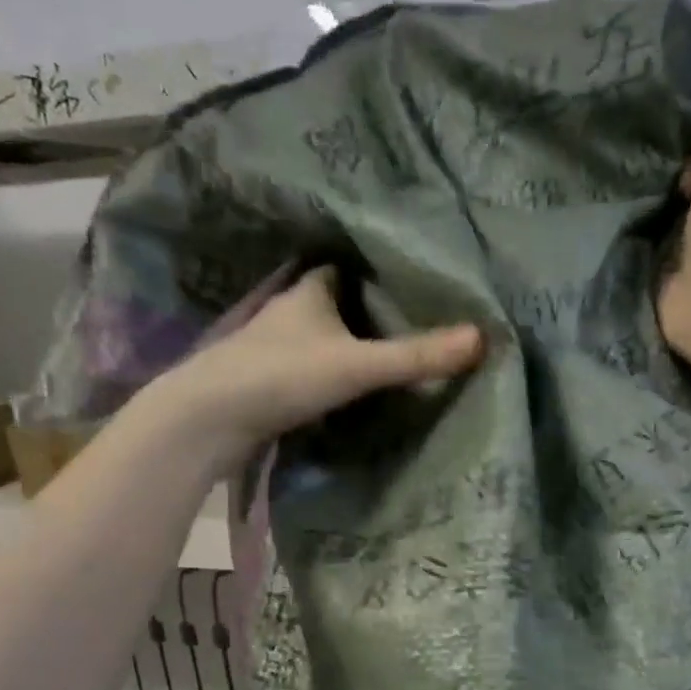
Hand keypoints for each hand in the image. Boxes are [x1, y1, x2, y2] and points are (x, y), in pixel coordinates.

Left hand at [159, 266, 483, 462]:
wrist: (207, 421)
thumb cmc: (281, 375)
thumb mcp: (358, 365)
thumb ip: (416, 356)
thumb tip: (483, 338)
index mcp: (308, 294)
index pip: (344, 269)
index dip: (373, 273)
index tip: (406, 283)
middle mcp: (287, 314)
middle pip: (332, 304)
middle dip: (363, 311)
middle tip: (408, 321)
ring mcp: (271, 349)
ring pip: (318, 338)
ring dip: (344, 345)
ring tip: (388, 355)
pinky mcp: (263, 382)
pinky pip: (307, 369)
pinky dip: (328, 374)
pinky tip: (349, 390)